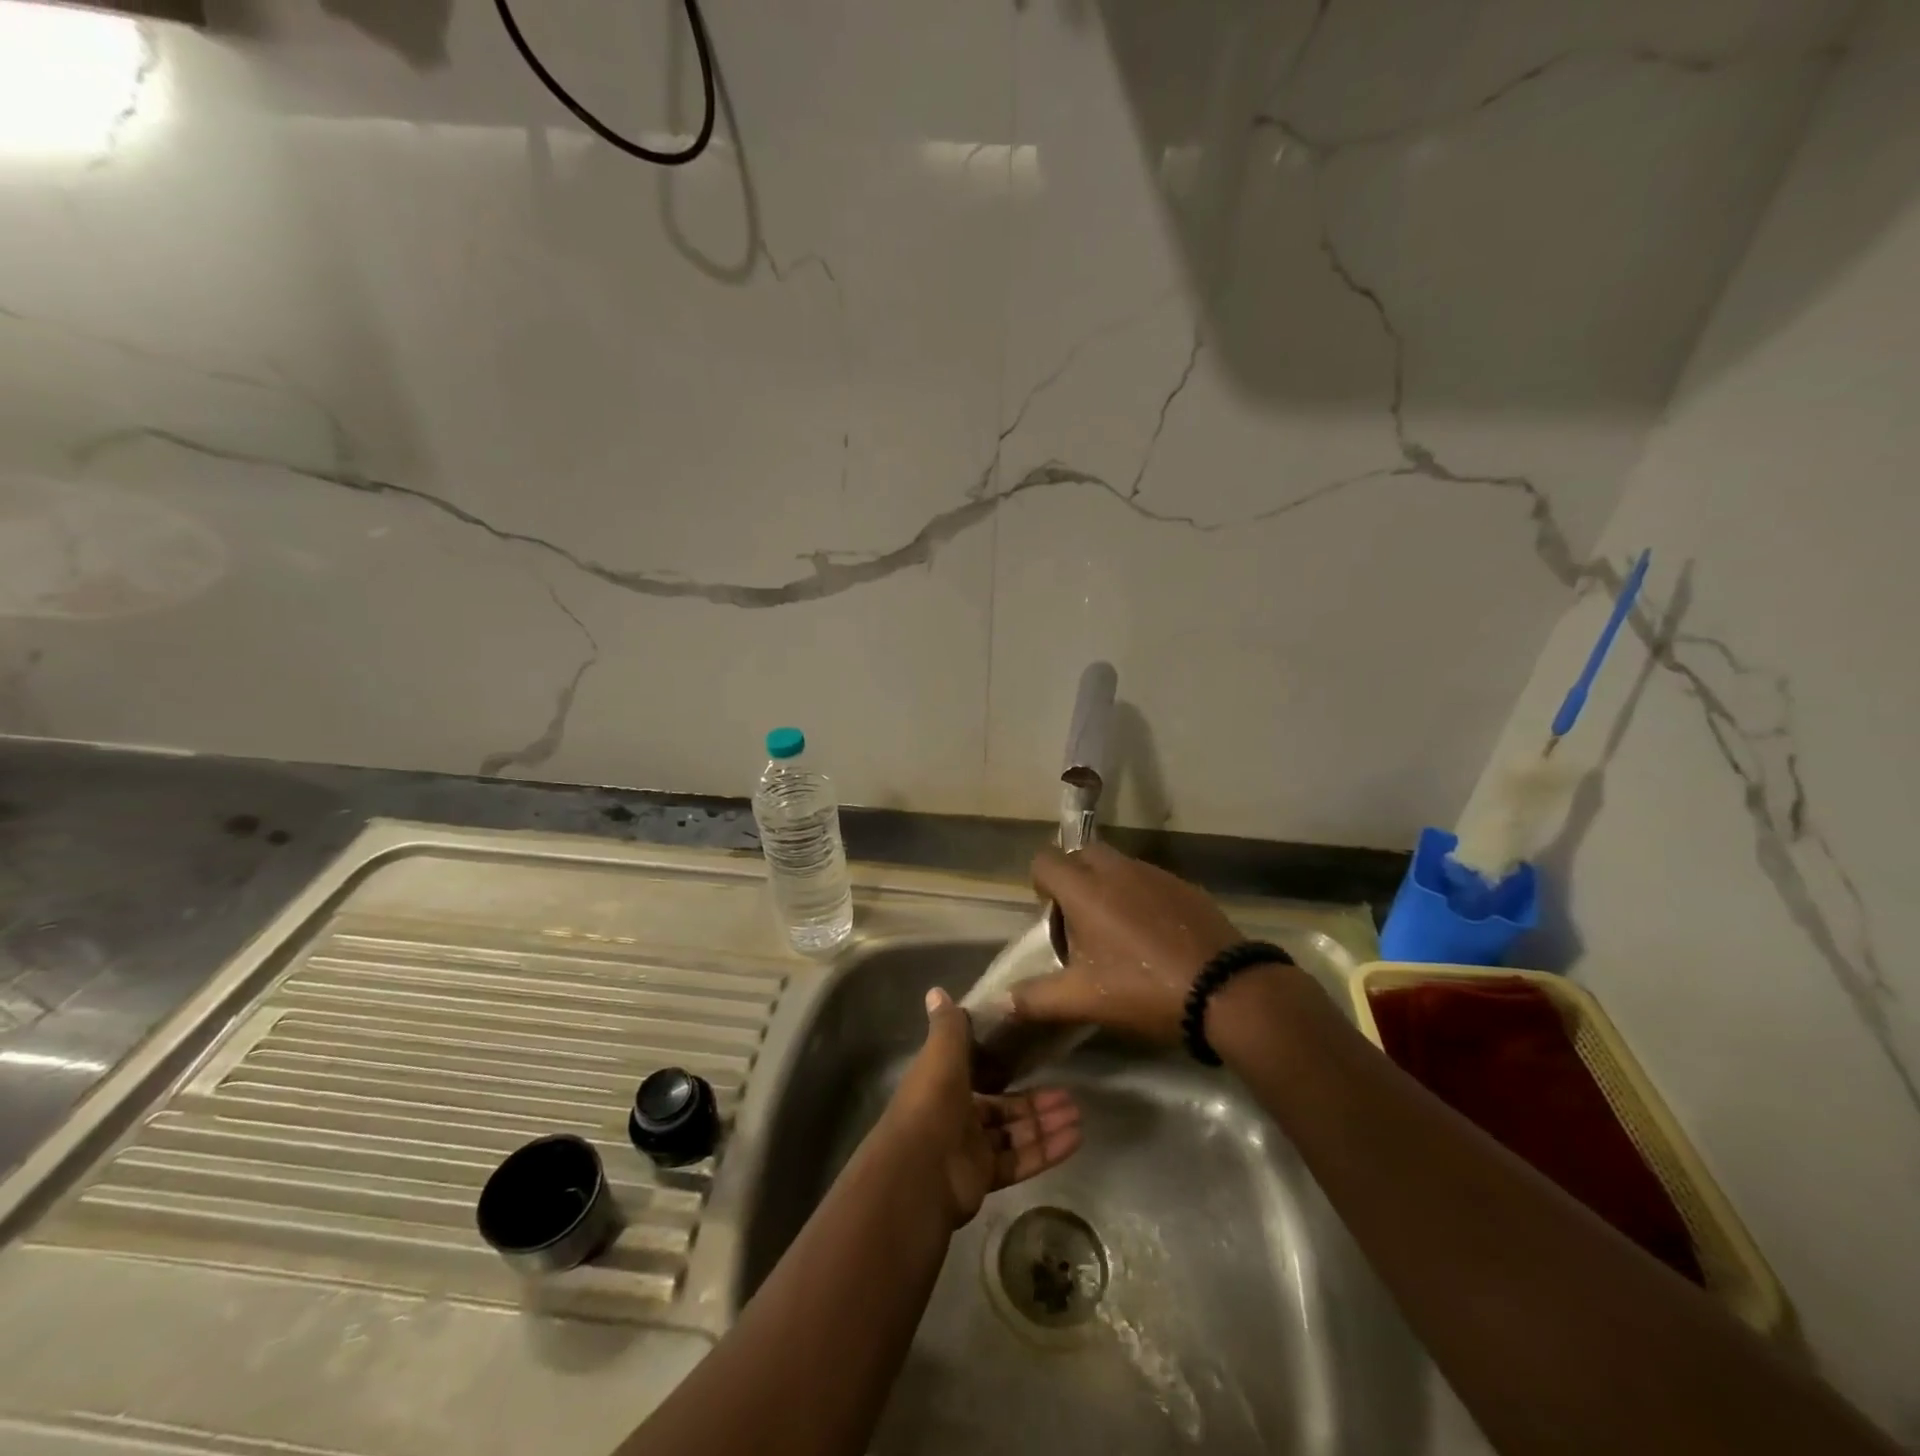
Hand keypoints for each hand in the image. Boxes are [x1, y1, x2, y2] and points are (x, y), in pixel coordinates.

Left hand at [879, 988, 1081, 1228]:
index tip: (1032, 1052)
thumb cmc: (930, 1103)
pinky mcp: (984, 1177)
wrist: (917, 1174)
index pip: (977, 1070)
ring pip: (1014, 1133)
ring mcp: (970, 1149)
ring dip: (1045, 1123)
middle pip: (1002, 1105)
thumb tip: (936, 990)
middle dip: (1035, 1100)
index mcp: (943, 1082)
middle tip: (1069, 1092)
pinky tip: (1074, 1139)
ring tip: (1078, 1113)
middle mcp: (956, 1114)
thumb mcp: (940, 1055)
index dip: (1002, 1063)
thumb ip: (948, 1026)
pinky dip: (1046, 1150)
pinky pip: (1020, 1161)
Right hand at [1012, 842, 1242, 1045]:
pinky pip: (1149, 880)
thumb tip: (1001, 1001)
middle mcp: (1117, 870)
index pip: (1045, 860)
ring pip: (1118, 865)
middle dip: (1074, 878)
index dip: (1040, 884)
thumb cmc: (1144, 989)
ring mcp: (1155, 874)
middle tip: (1080, 921)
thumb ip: (1036, 999)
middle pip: (1082, 854)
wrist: (1226, 991)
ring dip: (1108, 887)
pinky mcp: (1185, 886)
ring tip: (1118, 933)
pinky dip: (1141, 897)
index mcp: (1085, 890)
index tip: (1050, 917)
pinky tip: (1154, 937)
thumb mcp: (1084, 1001)